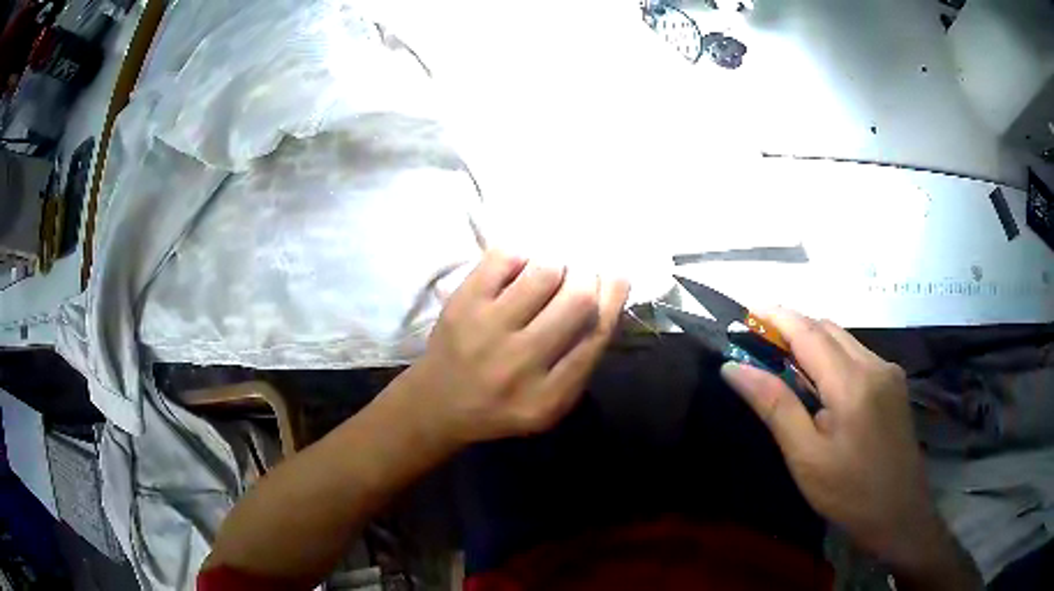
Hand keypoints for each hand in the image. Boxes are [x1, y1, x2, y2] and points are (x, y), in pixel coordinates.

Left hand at [402, 250, 628, 446]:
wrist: (439, 403)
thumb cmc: (503, 403)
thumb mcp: (551, 403)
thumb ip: (581, 360)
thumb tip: (608, 294)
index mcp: (549, 397)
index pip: (596, 335)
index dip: (613, 297)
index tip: (618, 276)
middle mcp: (519, 363)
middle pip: (577, 300)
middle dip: (588, 278)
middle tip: (582, 274)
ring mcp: (486, 330)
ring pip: (544, 272)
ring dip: (556, 266)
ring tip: (549, 274)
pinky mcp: (462, 304)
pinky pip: (505, 258)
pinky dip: (521, 257)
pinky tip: (518, 272)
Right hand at [720, 310, 945, 570]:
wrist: (899, 513)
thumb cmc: (848, 492)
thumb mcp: (805, 456)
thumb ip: (774, 406)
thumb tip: (735, 368)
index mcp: (852, 383)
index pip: (808, 332)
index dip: (776, 316)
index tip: (745, 311)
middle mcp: (875, 364)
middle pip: (828, 328)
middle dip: (793, 327)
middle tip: (759, 344)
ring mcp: (889, 372)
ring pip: (844, 340)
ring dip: (813, 342)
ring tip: (785, 365)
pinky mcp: (894, 383)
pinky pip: (858, 355)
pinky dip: (832, 357)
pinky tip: (821, 386)